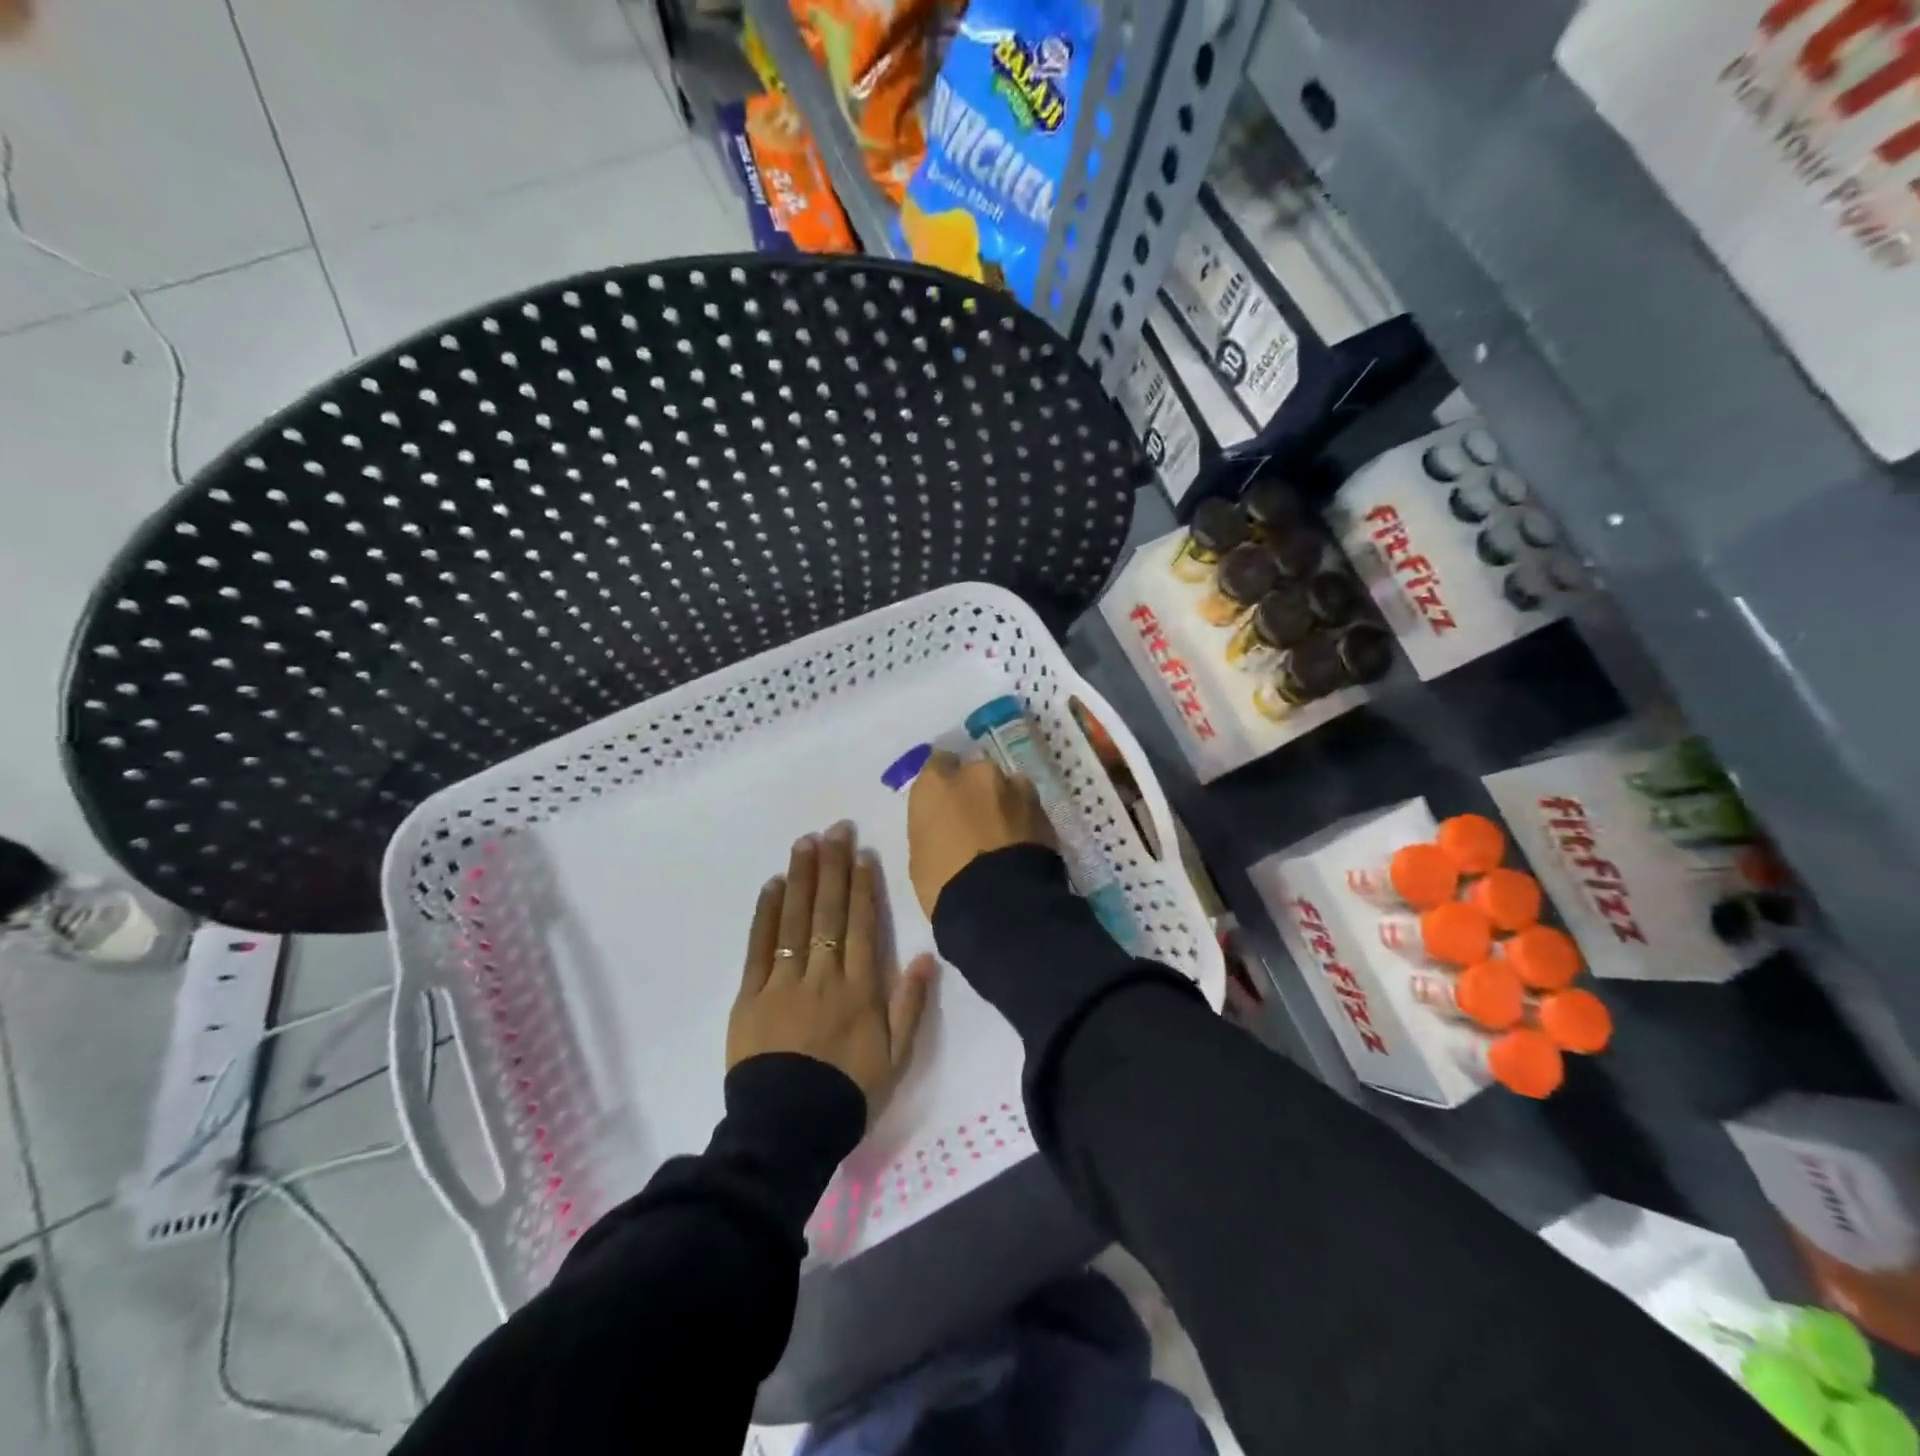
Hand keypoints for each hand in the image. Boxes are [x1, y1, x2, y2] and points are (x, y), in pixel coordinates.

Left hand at [729, 822, 935, 1122]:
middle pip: (828, 912)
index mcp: (859, 989)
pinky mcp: (750, 996)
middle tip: (834, 829)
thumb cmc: (847, 1092)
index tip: (861, 852)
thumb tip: (924, 956)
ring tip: (805, 842)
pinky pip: (759, 948)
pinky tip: (773, 885)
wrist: (786, 1131)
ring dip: (802, 878)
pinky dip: (766, 914)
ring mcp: (783, 983)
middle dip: (833, 866)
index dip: (862, 885)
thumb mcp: (895, 1058)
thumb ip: (910, 1006)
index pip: (860, 925)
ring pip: (795, 920)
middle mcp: (822, 975)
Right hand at [906, 752, 1054, 920]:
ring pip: (1007, 788)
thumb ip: (933, 826)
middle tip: (975, 822)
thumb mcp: (921, 854)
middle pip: (975, 774)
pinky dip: (1023, 820)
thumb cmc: (944, 882)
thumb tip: (946, 825)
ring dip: (1004, 803)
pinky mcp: (1043, 809)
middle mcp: (977, 774)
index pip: (938, 764)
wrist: (1001, 903)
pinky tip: (1021, 846)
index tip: (944, 803)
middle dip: (976, 792)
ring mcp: (1015, 788)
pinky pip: (1028, 808)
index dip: (943, 783)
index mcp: (937, 782)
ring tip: (1003, 835)